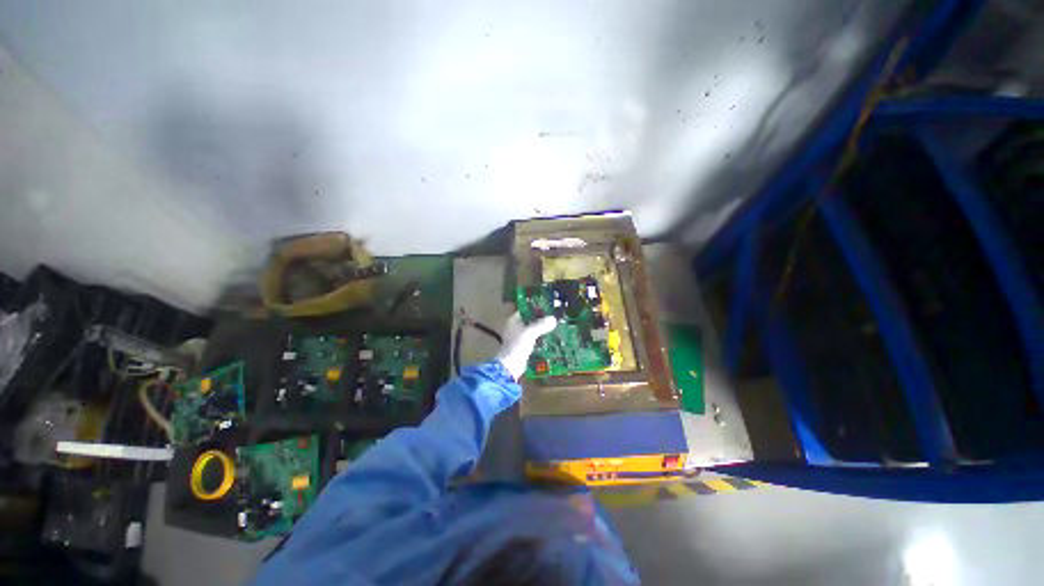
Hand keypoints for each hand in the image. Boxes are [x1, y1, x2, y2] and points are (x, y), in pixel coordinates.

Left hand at [495, 312, 557, 380]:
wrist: (510, 366)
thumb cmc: (518, 345)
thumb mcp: (531, 333)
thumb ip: (542, 325)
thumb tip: (553, 318)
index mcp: (513, 321)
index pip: (525, 310)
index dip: (535, 309)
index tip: (547, 308)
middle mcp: (514, 328)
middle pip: (528, 321)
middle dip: (539, 320)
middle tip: (552, 319)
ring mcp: (517, 338)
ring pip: (530, 330)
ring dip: (540, 330)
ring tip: (552, 328)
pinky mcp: (521, 347)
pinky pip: (531, 340)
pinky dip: (538, 339)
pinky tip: (548, 339)